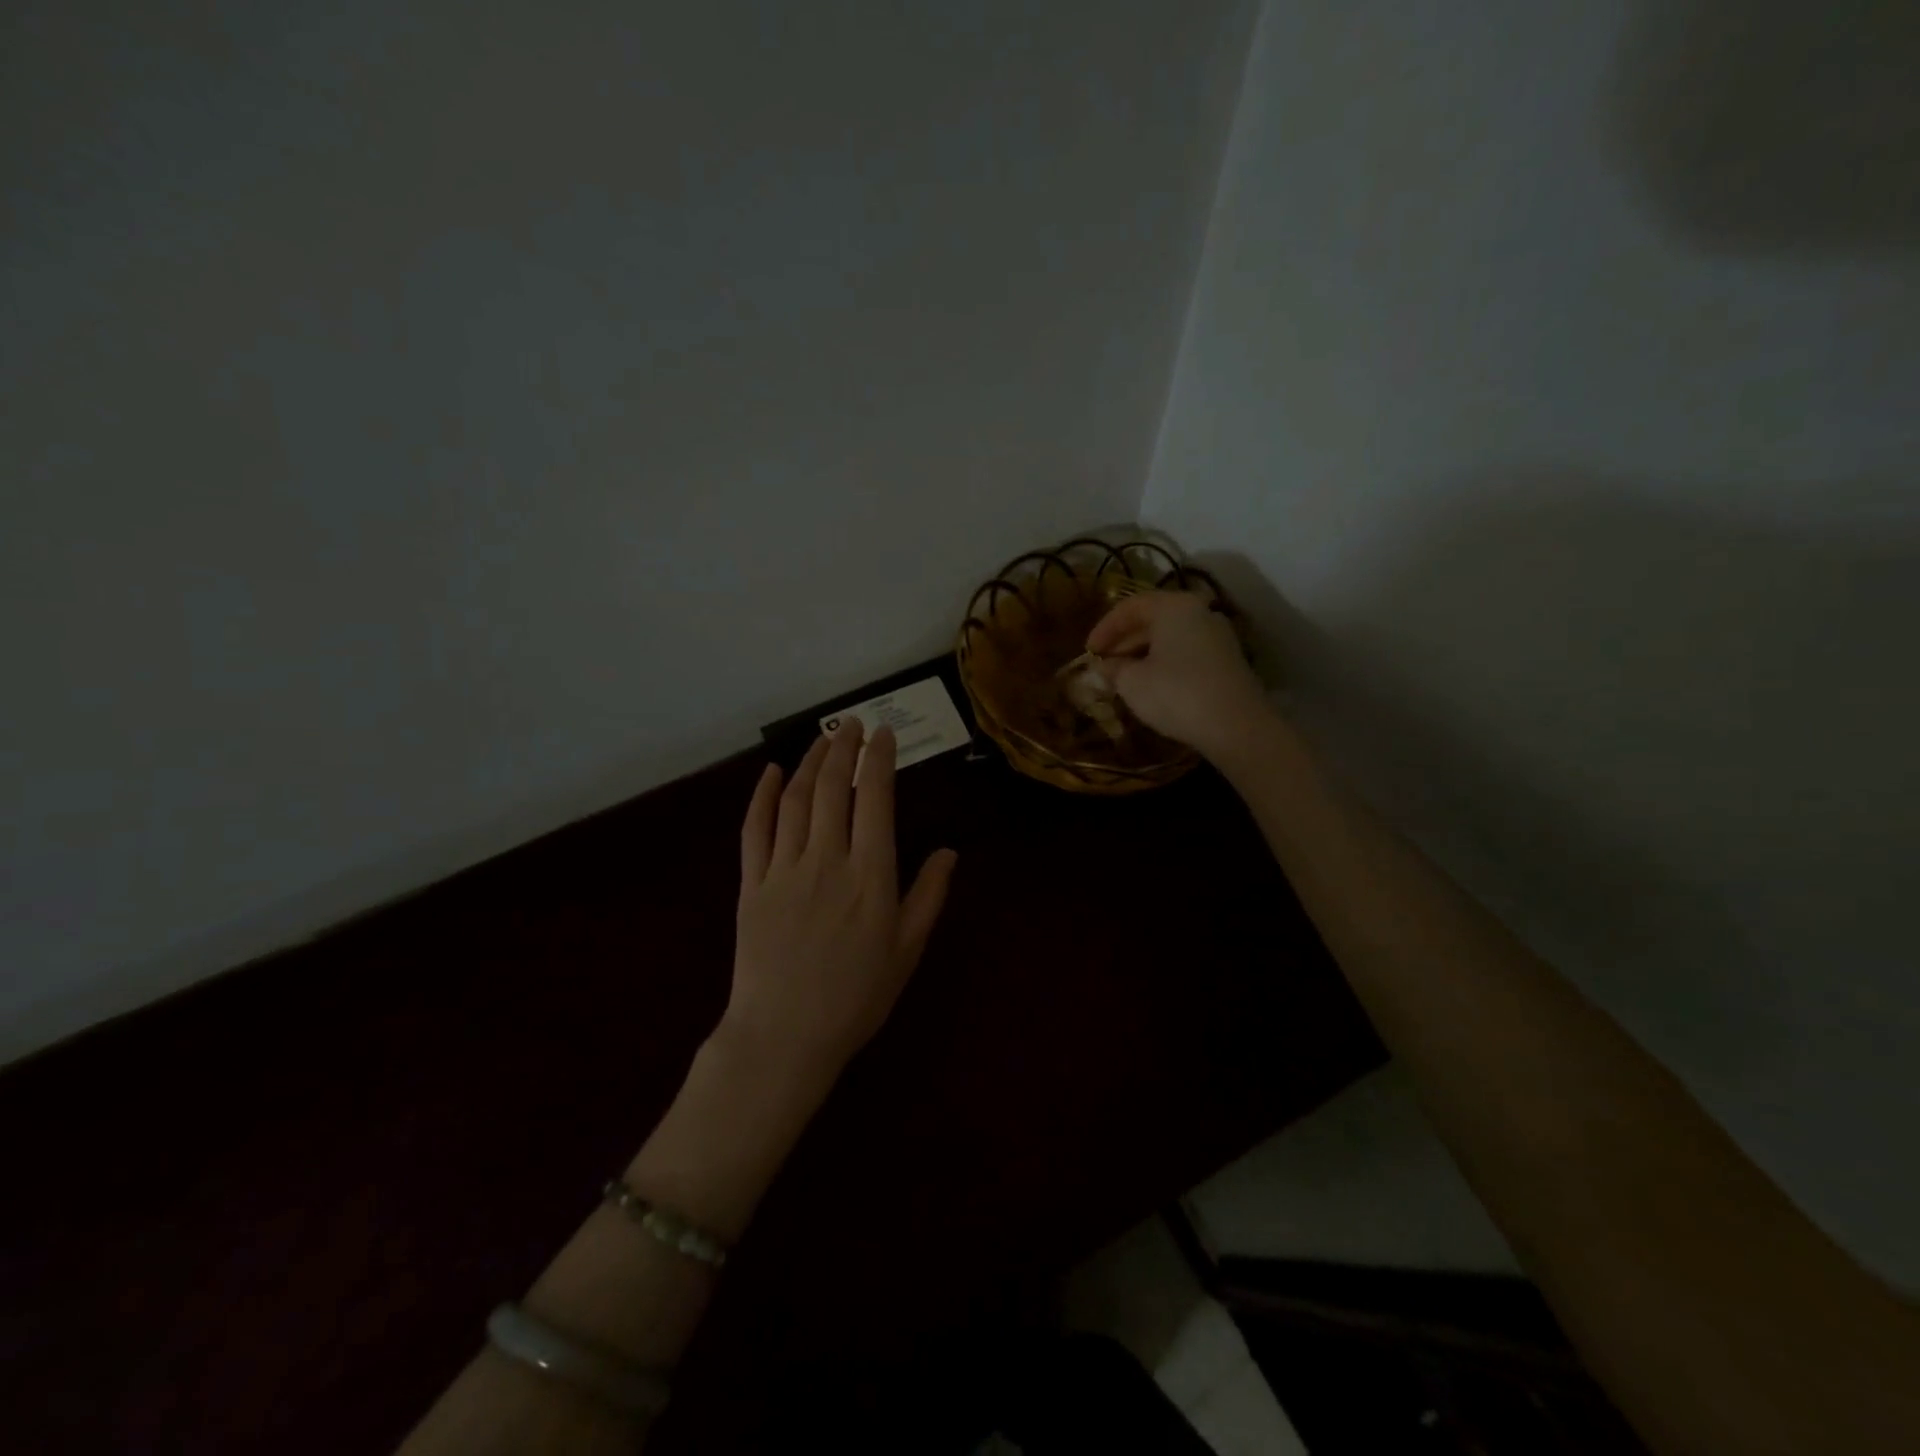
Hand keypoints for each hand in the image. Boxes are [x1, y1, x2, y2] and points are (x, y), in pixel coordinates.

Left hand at [726, 720, 957, 1081]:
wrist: (783, 1038)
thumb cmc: (856, 998)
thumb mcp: (907, 950)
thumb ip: (929, 896)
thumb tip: (949, 851)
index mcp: (870, 875)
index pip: (875, 800)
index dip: (879, 760)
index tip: (884, 734)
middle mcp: (827, 860)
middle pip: (834, 788)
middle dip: (844, 748)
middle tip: (852, 724)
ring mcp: (784, 869)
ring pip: (796, 800)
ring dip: (811, 763)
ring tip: (823, 739)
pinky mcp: (752, 884)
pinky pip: (755, 829)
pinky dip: (763, 795)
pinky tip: (773, 772)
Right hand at [1086, 590, 1273, 759]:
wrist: (1236, 726)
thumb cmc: (1176, 694)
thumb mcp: (1132, 682)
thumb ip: (1112, 669)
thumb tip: (1102, 667)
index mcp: (1174, 607)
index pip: (1130, 607)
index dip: (1104, 628)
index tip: (1088, 652)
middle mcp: (1199, 612)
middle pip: (1152, 619)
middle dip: (1124, 642)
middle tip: (1103, 664)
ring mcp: (1217, 636)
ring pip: (1170, 637)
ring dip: (1143, 654)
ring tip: (1123, 677)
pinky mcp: (1227, 660)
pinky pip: (1186, 652)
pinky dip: (1164, 663)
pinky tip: (1151, 685)